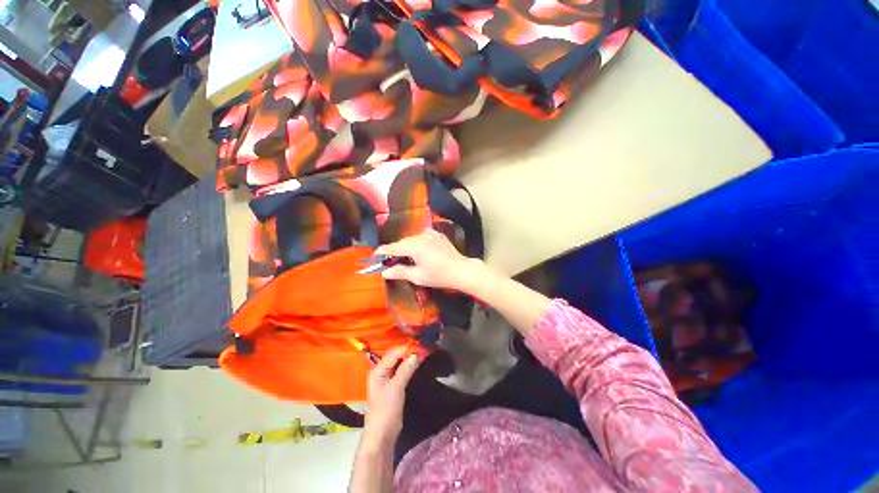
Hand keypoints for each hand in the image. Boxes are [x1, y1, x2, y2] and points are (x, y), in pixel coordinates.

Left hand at [364, 347, 421, 443]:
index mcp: (378, 370)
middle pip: (396, 355)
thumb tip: (417, 353)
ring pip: (399, 362)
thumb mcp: (396, 388)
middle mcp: (381, 371)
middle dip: (409, 351)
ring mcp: (386, 378)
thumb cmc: (386, 411)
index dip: (407, 348)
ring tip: (423, 352)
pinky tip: (417, 363)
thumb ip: (406, 369)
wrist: (382, 435)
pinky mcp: (392, 385)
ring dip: (410, 357)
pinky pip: (401, 370)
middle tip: (424, 347)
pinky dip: (409, 365)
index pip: (394, 352)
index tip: (422, 345)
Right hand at [375, 229, 479, 290]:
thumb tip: (384, 272)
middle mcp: (420, 236)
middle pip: (402, 243)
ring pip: (411, 239)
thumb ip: (399, 272)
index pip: (392, 247)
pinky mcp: (437, 234)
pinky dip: (417, 243)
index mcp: (414, 246)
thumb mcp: (418, 276)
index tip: (373, 257)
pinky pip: (422, 236)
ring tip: (404, 258)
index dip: (381, 252)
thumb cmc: (439, 275)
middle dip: (394, 251)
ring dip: (406, 247)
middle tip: (388, 262)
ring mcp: (430, 233)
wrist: (461, 270)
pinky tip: (419, 251)